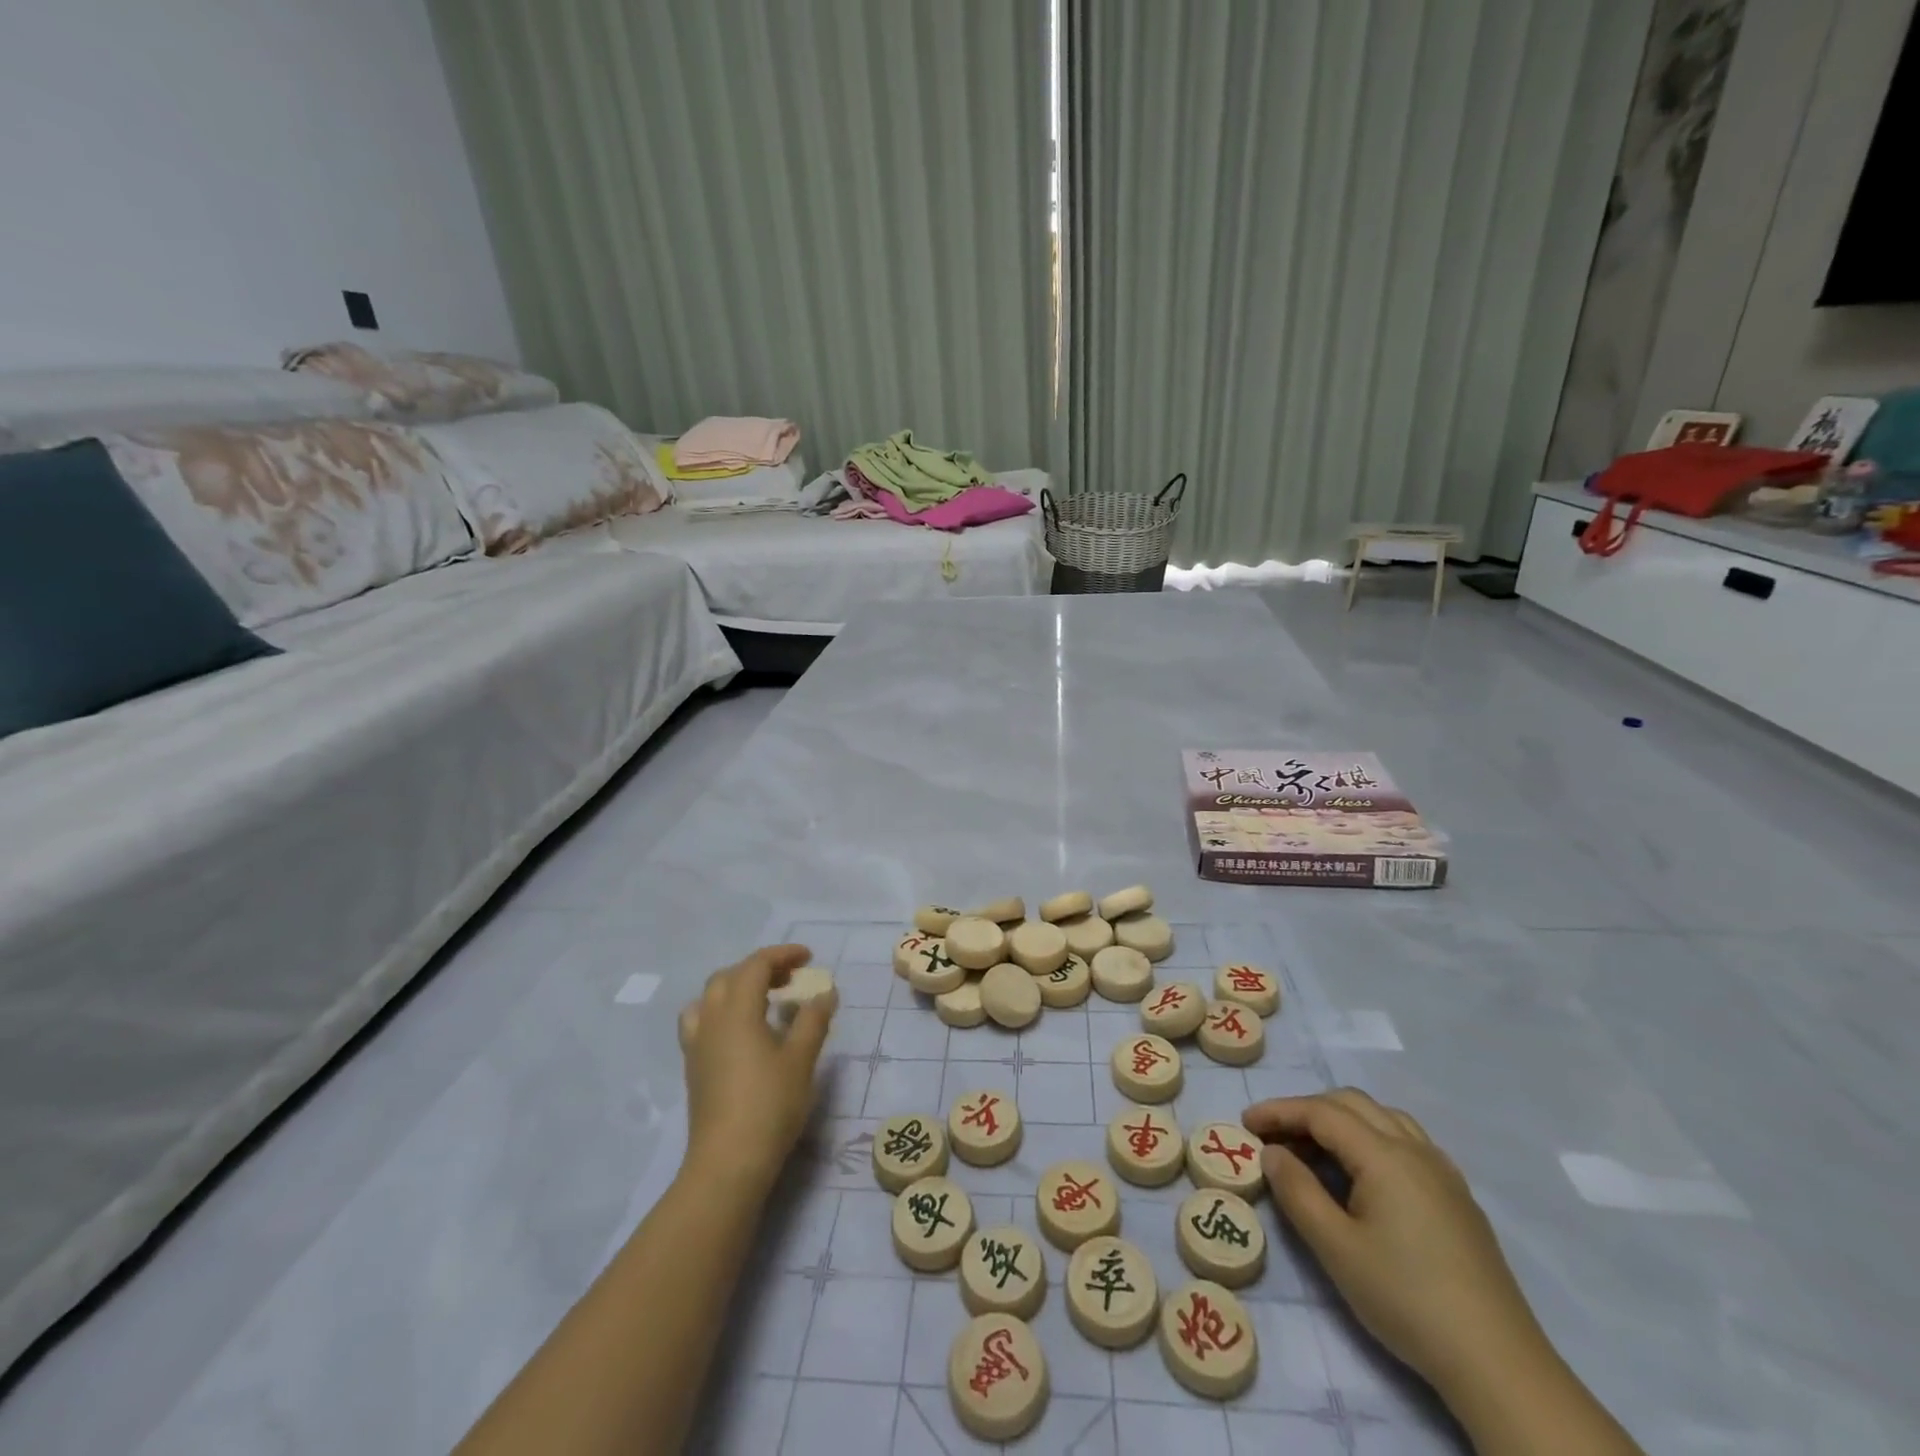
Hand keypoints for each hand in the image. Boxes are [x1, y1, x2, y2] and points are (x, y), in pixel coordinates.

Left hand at [678, 945, 831, 1192]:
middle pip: (729, 976)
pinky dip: (722, 1011)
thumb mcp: (801, 1059)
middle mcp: (711, 1019)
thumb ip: (813, 1020)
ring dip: (736, 988)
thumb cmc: (770, 1105)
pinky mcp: (693, 1067)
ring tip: (763, 1000)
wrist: (728, 1162)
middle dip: (760, 968)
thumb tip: (824, 992)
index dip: (782, 955)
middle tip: (790, 978)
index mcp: (737, 1010)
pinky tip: (741, 1032)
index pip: (755, 965)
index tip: (808, 958)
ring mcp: (697, 1044)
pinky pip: (702, 1021)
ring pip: (710, 997)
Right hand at [1244, 1090, 1549, 1398]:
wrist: (1497, 1363)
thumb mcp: (1335, 1248)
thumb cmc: (1406, 1298)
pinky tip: (1362, 1177)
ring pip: (1382, 1118)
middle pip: (1351, 1103)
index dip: (1279, 1111)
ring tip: (1314, 1152)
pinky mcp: (1458, 1198)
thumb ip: (1297, 1191)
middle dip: (1307, 1111)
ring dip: (1341, 1122)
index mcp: (1384, 1155)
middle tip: (1274, 1137)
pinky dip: (1370, 1139)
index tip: (1245, 1122)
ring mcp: (1442, 1172)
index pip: (1321, 1112)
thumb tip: (1272, 1153)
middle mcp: (1415, 1149)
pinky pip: (1405, 1142)